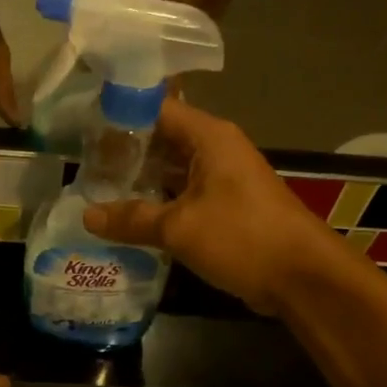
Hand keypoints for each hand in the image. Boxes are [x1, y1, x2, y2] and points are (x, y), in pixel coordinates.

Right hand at [83, 100, 344, 314]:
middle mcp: (217, 151)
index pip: (156, 110)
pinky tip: (131, 221)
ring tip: (99, 193)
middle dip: (126, 154)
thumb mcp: (179, 228)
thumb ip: (132, 219)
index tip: (85, 130)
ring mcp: (224, 180)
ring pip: (173, 172)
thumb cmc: (241, 237)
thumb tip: (87, 217)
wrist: (301, 276)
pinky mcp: (227, 208)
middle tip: (84, 169)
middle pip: (163, 140)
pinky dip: (160, 205)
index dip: (120, 116)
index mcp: (209, 137)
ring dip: (141, 182)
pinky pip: (185, 197)